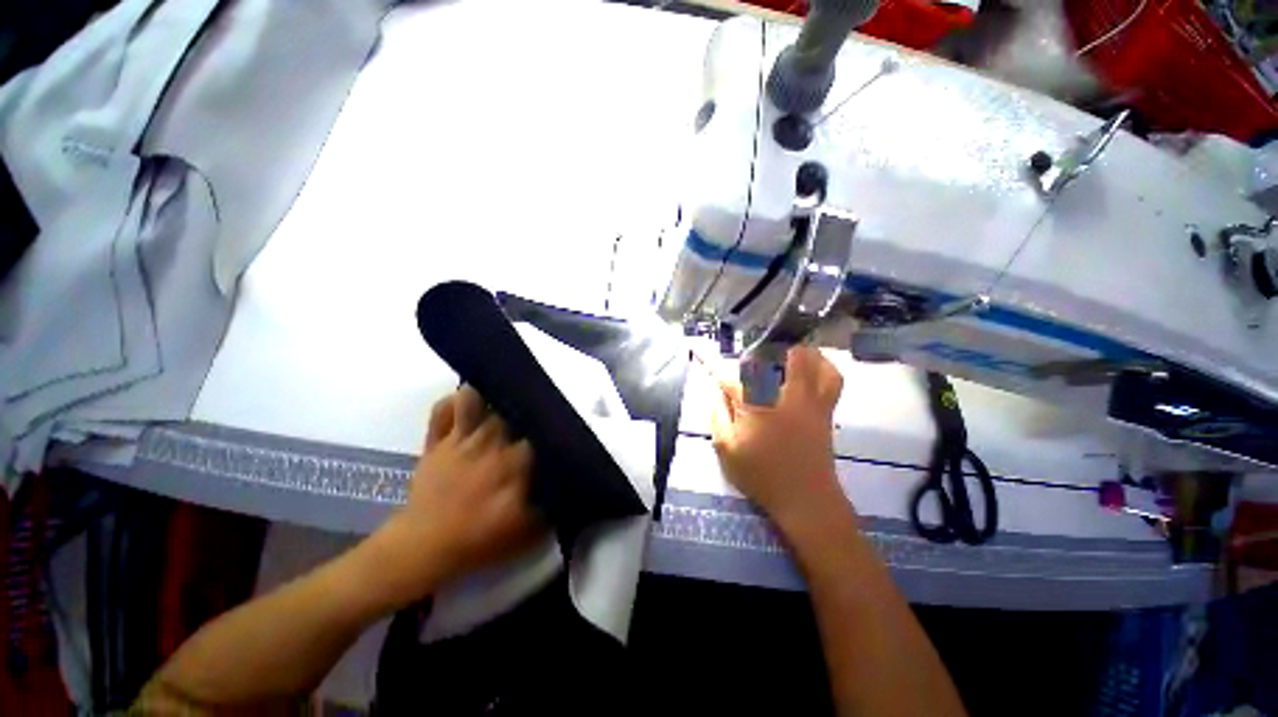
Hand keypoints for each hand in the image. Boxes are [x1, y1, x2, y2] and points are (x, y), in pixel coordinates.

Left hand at [367, 386, 545, 607]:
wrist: (423, 548)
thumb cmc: (479, 539)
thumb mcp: (529, 532)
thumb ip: (554, 505)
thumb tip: (574, 483)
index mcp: (514, 462)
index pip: (542, 430)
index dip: (553, 422)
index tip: (561, 420)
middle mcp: (490, 442)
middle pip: (511, 406)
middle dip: (523, 400)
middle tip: (534, 399)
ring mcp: (460, 439)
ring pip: (474, 398)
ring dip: (488, 392)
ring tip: (501, 390)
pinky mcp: (436, 442)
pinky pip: (442, 410)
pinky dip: (454, 402)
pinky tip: (468, 403)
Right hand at [710, 346, 844, 531]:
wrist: (805, 499)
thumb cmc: (761, 475)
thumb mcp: (726, 450)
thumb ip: (718, 416)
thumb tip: (717, 393)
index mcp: (755, 405)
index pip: (729, 377)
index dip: (712, 364)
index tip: (701, 351)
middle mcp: (783, 394)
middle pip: (775, 358)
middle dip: (760, 354)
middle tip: (751, 364)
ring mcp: (809, 399)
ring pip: (810, 360)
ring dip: (796, 353)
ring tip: (785, 355)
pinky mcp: (826, 408)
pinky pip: (832, 378)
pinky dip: (824, 366)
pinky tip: (814, 367)